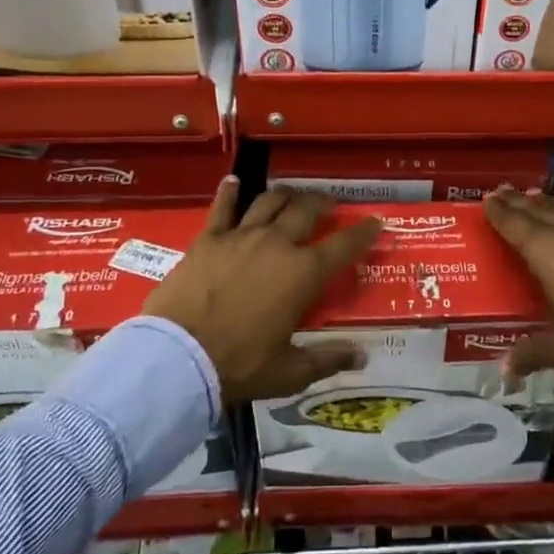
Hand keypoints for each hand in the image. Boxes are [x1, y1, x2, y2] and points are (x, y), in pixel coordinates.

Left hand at [144, 181, 381, 402]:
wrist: (178, 357)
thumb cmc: (239, 365)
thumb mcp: (289, 372)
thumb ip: (327, 359)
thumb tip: (363, 356)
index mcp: (303, 274)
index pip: (344, 246)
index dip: (364, 233)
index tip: (375, 222)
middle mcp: (277, 244)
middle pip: (306, 210)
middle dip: (323, 202)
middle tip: (330, 204)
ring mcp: (241, 236)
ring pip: (269, 202)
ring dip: (285, 195)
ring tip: (292, 195)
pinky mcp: (208, 238)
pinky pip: (223, 207)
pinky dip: (229, 191)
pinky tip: (233, 181)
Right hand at [483, 188, 553, 380]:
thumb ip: (531, 353)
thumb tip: (505, 372)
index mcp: (545, 251)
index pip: (514, 224)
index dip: (499, 212)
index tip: (486, 199)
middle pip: (538, 211)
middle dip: (518, 202)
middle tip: (502, 192)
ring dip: (546, 208)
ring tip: (534, 203)